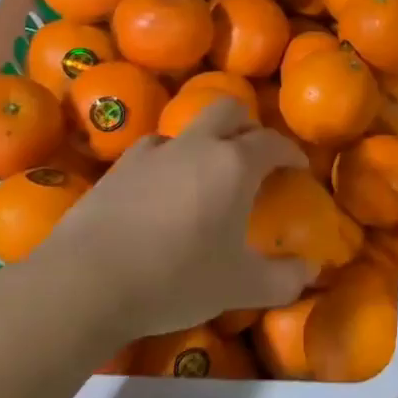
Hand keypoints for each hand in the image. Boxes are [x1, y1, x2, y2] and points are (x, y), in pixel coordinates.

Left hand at [28, 99, 309, 338]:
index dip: (290, 151)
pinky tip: (161, 188)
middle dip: (247, 126)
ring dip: (204, 141)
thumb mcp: (239, 287)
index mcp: (234, 165)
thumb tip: (311, 271)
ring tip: (205, 172)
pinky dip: (166, 161)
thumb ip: (283, 279)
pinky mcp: (116, 170)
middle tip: (253, 155)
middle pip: (228, 110)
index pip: (272, 142)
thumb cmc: (176, 279)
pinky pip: (151, 151)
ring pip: (186, 128)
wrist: (85, 283)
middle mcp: (196, 146)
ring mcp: (152, 154)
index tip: (298, 166)